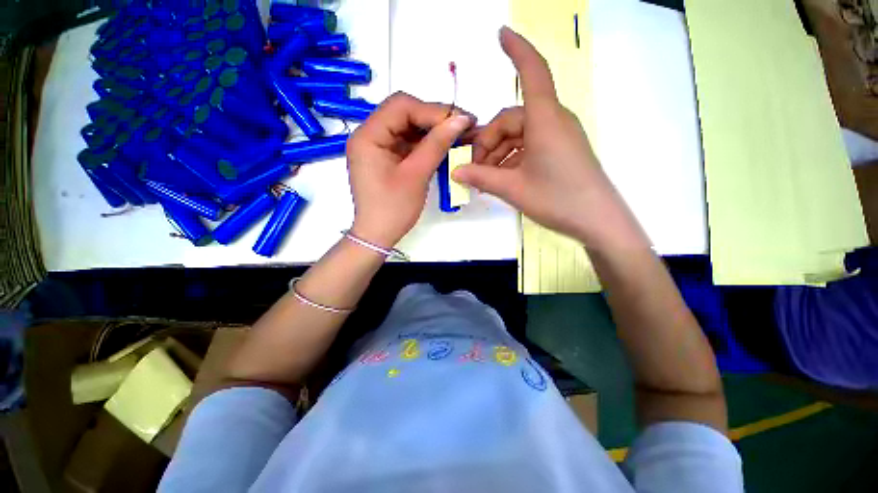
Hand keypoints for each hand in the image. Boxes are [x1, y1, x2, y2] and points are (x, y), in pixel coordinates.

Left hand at [346, 92, 473, 247]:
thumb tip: (460, 119)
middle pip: (403, 114)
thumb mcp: (416, 175)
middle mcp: (368, 135)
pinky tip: (442, 147)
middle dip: (434, 118)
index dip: (433, 110)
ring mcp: (376, 147)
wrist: (377, 236)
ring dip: (431, 131)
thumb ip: (436, 144)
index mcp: (368, 136)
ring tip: (456, 136)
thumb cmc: (393, 209)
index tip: (460, 119)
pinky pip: (406, 143)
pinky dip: (424, 144)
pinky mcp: (385, 158)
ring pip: (407, 128)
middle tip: (461, 126)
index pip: (402, 106)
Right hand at [452, 27, 623, 242]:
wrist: (597, 221)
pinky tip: (501, 179)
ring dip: (498, 154)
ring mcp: (557, 137)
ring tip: (485, 180)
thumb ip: (482, 178)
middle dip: (488, 142)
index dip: (517, 50)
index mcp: (545, 120)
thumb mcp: (513, 189)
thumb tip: (456, 172)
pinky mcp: (559, 151)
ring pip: (518, 136)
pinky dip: (511, 160)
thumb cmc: (558, 199)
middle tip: (474, 169)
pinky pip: (528, 147)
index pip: (532, 72)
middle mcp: (552, 121)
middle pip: (511, 120)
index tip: (500, 34)